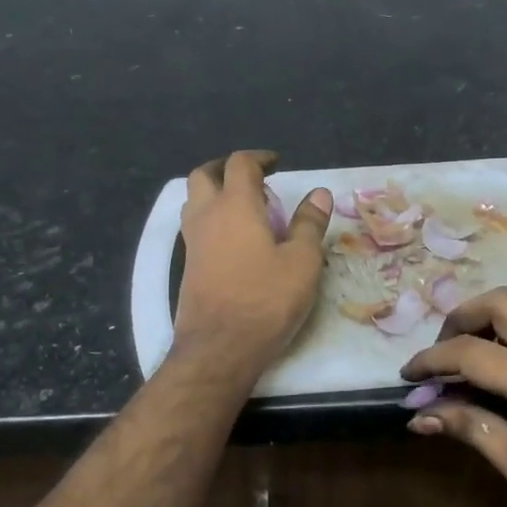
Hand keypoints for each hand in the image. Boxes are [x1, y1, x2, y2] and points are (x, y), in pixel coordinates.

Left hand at [172, 151, 331, 375]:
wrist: (219, 347)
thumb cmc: (266, 300)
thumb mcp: (301, 262)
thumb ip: (309, 224)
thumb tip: (318, 193)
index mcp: (235, 206)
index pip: (240, 164)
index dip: (259, 159)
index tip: (276, 165)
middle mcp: (207, 216)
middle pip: (204, 175)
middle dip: (226, 169)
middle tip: (253, 180)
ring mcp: (192, 242)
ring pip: (194, 201)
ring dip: (214, 193)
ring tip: (244, 207)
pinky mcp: (188, 265)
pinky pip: (195, 227)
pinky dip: (211, 219)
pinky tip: (234, 240)